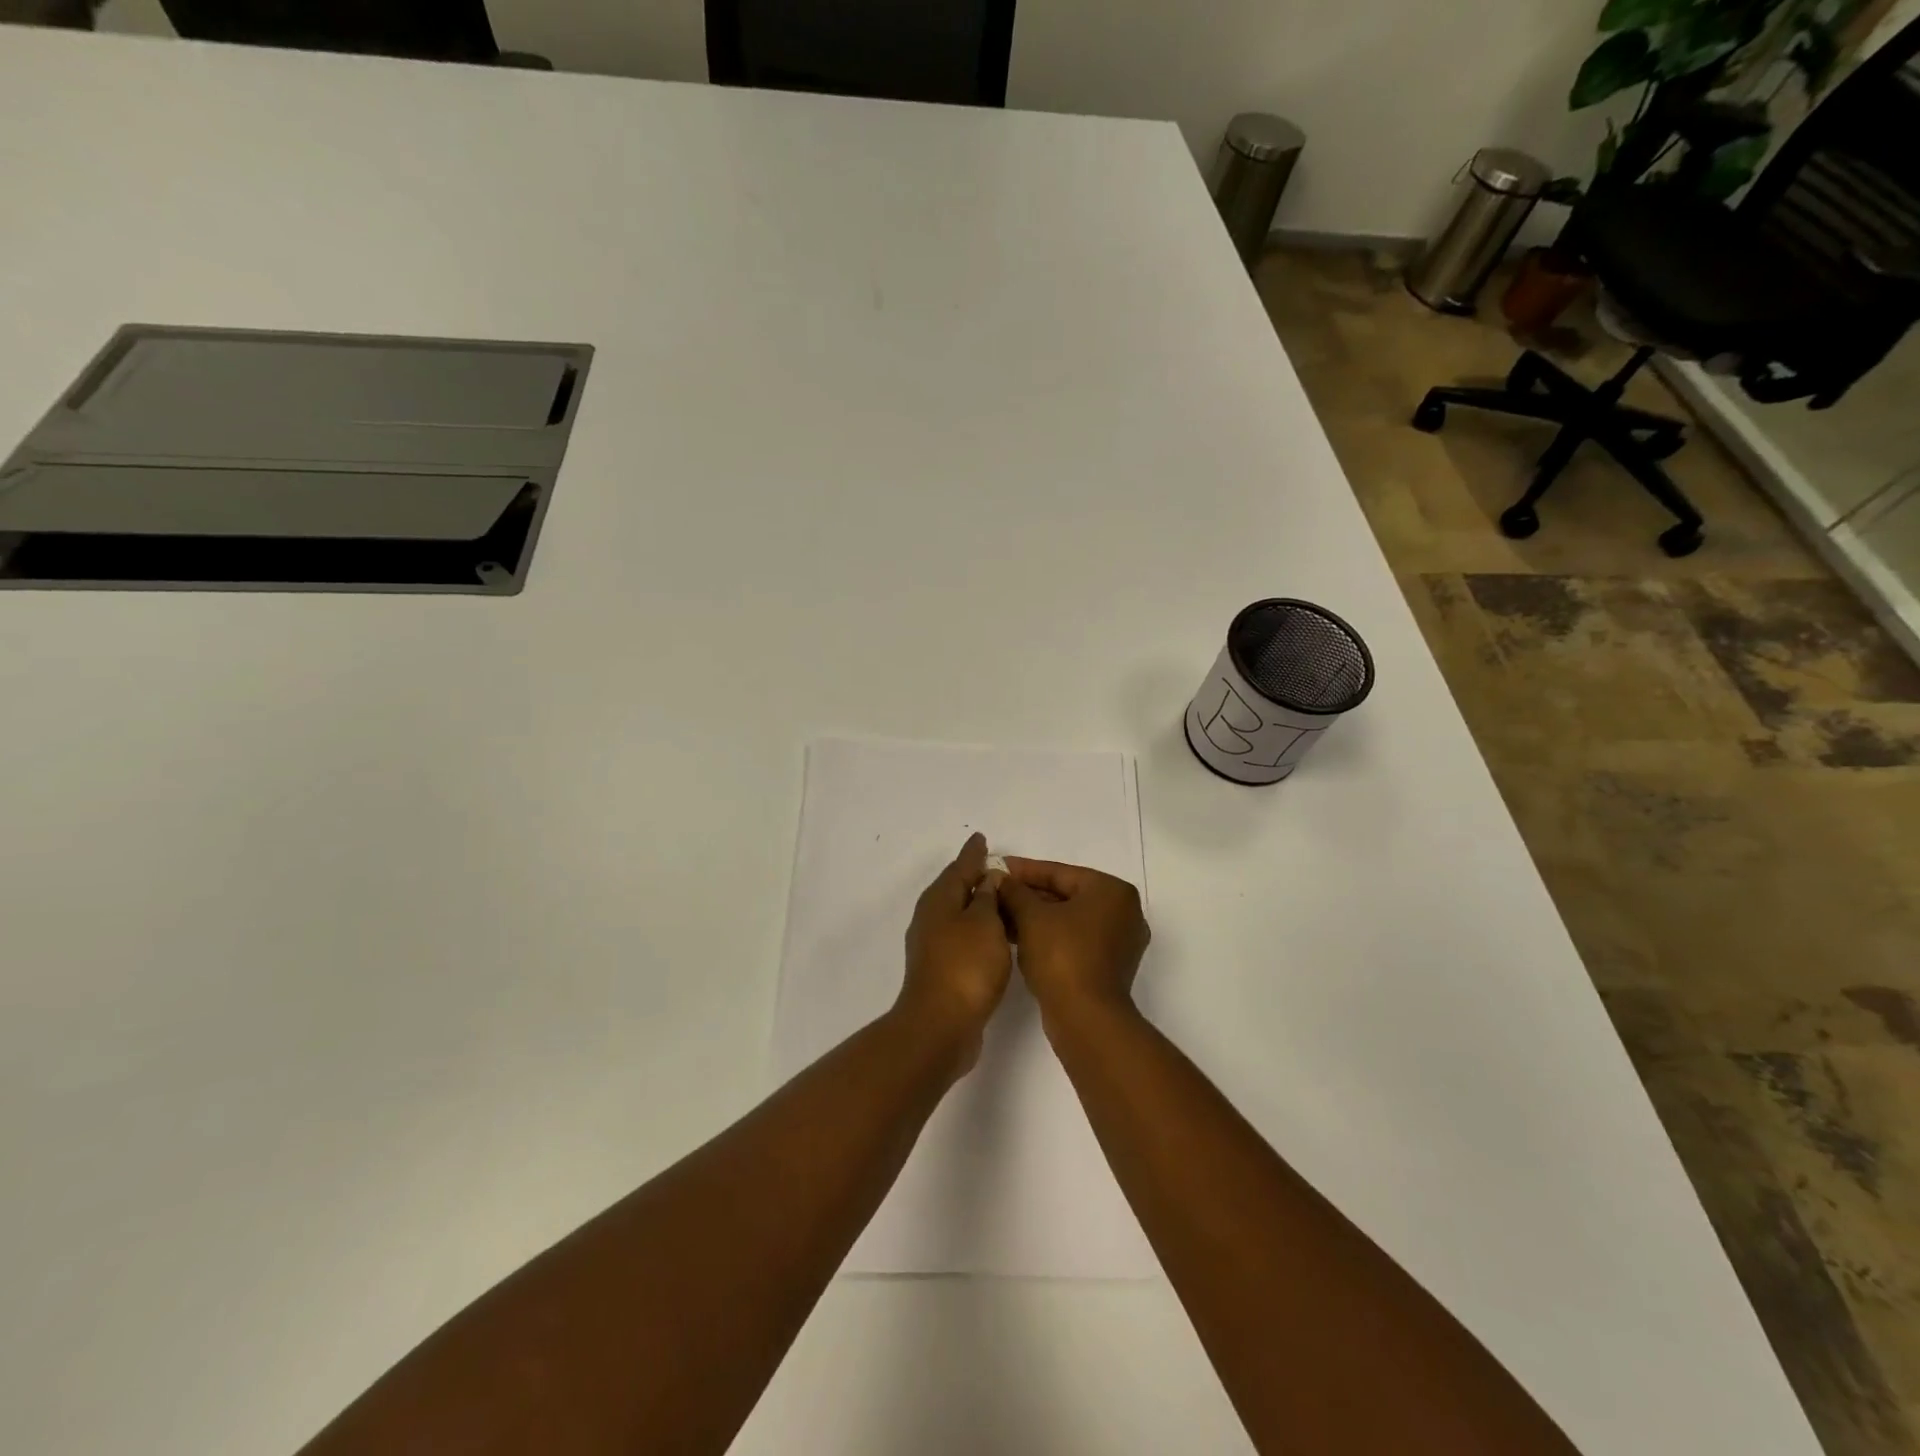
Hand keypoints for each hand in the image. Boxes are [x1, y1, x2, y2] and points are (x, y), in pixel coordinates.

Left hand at [897, 833, 1012, 1069]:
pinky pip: (964, 938)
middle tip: (1000, 869)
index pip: (960, 867)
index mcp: (939, 900)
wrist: (941, 1025)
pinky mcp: (942, 970)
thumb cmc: (966, 966)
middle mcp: (931, 919)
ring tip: (1006, 902)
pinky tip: (997, 938)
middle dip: (976, 878)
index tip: (982, 839)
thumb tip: (988, 878)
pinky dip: (980, 931)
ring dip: (981, 906)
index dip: (973, 854)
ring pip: (961, 915)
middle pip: (956, 889)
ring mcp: (933, 946)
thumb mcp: (984, 922)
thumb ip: (988, 897)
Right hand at [997, 858, 1149, 1022]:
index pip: (1060, 872)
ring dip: (1035, 917)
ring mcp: (1119, 941)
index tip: (997, 867)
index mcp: (1112, 891)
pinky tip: (1018, 937)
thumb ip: (1014, 891)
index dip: (1024, 870)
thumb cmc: (1062, 956)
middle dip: (1028, 895)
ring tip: (1000, 915)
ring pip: (1069, 919)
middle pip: (1066, 895)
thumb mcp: (1031, 917)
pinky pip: (1075, 939)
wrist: (1086, 1019)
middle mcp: (1124, 911)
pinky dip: (1049, 936)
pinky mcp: (1110, 966)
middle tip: (996, 893)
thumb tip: (999, 878)